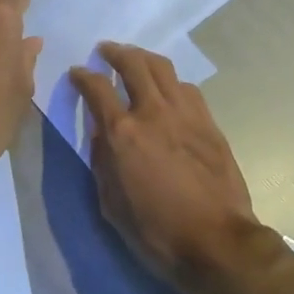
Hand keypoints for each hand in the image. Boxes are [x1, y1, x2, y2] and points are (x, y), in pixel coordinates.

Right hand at [69, 43, 260, 293]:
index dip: (83, 75)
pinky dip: (171, 81)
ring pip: (163, 69)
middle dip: (116, 52)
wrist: (215, 242)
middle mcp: (153, 113)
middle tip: (106, 51)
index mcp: (123, 133)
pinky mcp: (209, 124)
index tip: (77, 73)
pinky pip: (187, 89)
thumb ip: (102, 161)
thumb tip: (101, 134)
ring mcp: (186, 114)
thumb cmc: (155, 230)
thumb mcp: (111, 203)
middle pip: (134, 63)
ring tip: (136, 61)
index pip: (97, 87)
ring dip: (145, 59)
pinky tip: (168, 89)